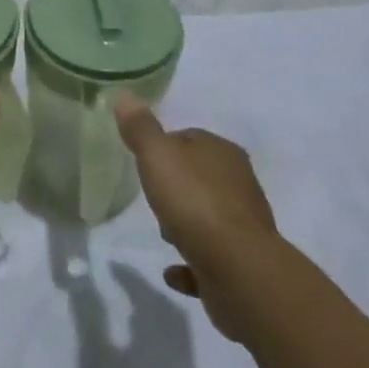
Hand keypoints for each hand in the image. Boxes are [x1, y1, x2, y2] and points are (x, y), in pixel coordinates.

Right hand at [116, 97, 276, 338]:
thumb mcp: (157, 156)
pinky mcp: (243, 264)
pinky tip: (173, 272)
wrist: (238, 270)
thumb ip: (140, 128)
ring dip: (185, 224)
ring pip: (208, 217)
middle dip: (176, 187)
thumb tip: (124, 95)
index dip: (165, 147)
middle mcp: (240, 184)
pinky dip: (192, 263)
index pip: (190, 138)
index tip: (144, 162)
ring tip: (163, 234)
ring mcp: (244, 226)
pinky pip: (210, 259)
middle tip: (153, 197)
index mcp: (223, 153)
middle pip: (200, 177)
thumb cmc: (194, 202)